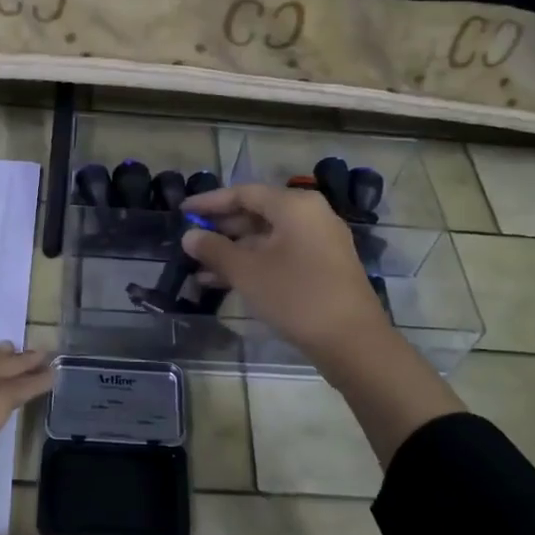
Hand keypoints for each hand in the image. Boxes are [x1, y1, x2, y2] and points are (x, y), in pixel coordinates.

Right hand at [182, 184, 392, 363]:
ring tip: (198, 268)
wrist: (352, 341)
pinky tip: (224, 282)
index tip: (182, 211)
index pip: (243, 193)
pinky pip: (280, 255)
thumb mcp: (246, 272)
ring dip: (233, 252)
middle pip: (257, 214)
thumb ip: (214, 249)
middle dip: (221, 229)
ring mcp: (319, 242)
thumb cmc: (296, 295)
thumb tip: (189, 236)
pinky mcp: (323, 267)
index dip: (209, 202)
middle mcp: (310, 216)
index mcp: (294, 206)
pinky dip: (254, 264)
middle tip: (190, 241)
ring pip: (267, 239)